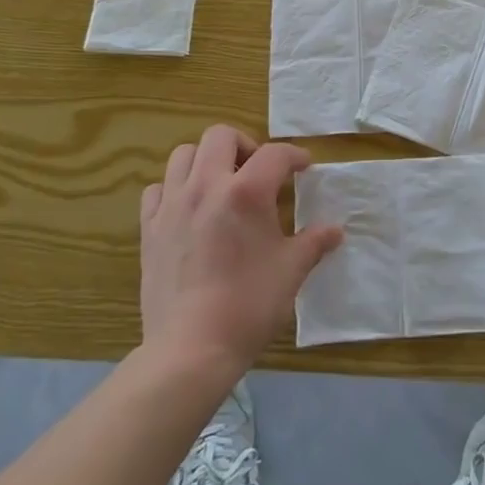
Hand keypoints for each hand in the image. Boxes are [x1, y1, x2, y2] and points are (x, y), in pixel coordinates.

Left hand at [139, 125, 341, 375]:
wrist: (191, 349)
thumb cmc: (249, 305)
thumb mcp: (291, 270)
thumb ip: (314, 242)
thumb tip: (335, 231)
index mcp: (246, 192)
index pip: (275, 154)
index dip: (294, 156)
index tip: (304, 168)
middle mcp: (206, 186)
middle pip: (220, 136)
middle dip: (245, 145)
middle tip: (258, 172)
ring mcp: (172, 205)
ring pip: (183, 155)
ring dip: (206, 160)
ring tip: (222, 184)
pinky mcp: (149, 229)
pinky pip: (157, 190)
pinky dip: (173, 189)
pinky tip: (188, 209)